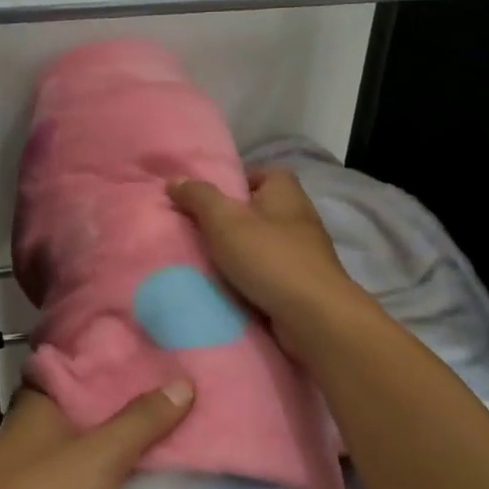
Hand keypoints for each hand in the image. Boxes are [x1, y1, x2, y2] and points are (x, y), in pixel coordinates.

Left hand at [0, 383, 192, 488]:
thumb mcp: (102, 456)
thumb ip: (142, 421)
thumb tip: (182, 383)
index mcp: (36, 408)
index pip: (72, 371)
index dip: (108, 366)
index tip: (150, 363)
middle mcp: (30, 437)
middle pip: (84, 418)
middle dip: (126, 417)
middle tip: (174, 406)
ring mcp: (32, 481)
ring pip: (86, 462)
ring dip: (120, 464)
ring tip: (171, 452)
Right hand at [169, 169, 364, 347]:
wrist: (314, 316)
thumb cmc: (268, 257)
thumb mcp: (224, 220)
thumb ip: (198, 197)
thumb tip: (174, 180)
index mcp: (286, 193)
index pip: (265, 173)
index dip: (238, 181)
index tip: (211, 199)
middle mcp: (300, 218)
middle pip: (261, 209)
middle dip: (232, 219)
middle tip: (201, 230)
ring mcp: (305, 253)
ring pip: (265, 242)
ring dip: (241, 251)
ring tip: (209, 260)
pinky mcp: (304, 283)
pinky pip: (271, 271)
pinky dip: (253, 276)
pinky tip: (230, 286)